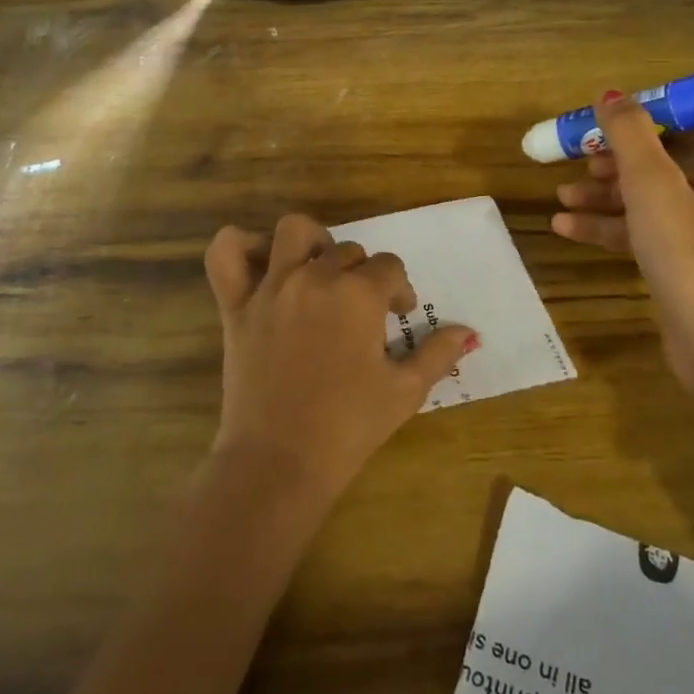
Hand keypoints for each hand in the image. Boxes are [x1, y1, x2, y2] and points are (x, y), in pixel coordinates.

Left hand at [204, 214, 476, 503]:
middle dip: (363, 274)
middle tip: (364, 311)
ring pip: (293, 232)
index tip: (398, 317)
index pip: (389, 268)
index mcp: (359, 294)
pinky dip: (240, 246)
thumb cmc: (349, 426)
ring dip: (312, 243)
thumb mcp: (405, 391)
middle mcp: (315, 277)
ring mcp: (271, 288)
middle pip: (348, 251)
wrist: (280, 461)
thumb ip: (438, 353)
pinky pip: (225, 254)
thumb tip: (468, 333)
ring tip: (319, 271)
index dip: (399, 290)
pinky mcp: (235, 306)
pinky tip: (262, 264)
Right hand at [550, 91, 693, 410]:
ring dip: (604, 190)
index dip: (640, 111)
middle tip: (571, 157)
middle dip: (612, 154)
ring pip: (649, 190)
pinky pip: (647, 224)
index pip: (686, 111)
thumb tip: (611, 94)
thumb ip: (629, 132)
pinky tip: (566, 228)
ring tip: (561, 196)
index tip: (596, 120)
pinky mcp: (690, 253)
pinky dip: (611, 222)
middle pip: (662, 151)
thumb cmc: (689, 253)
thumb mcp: (651, 184)